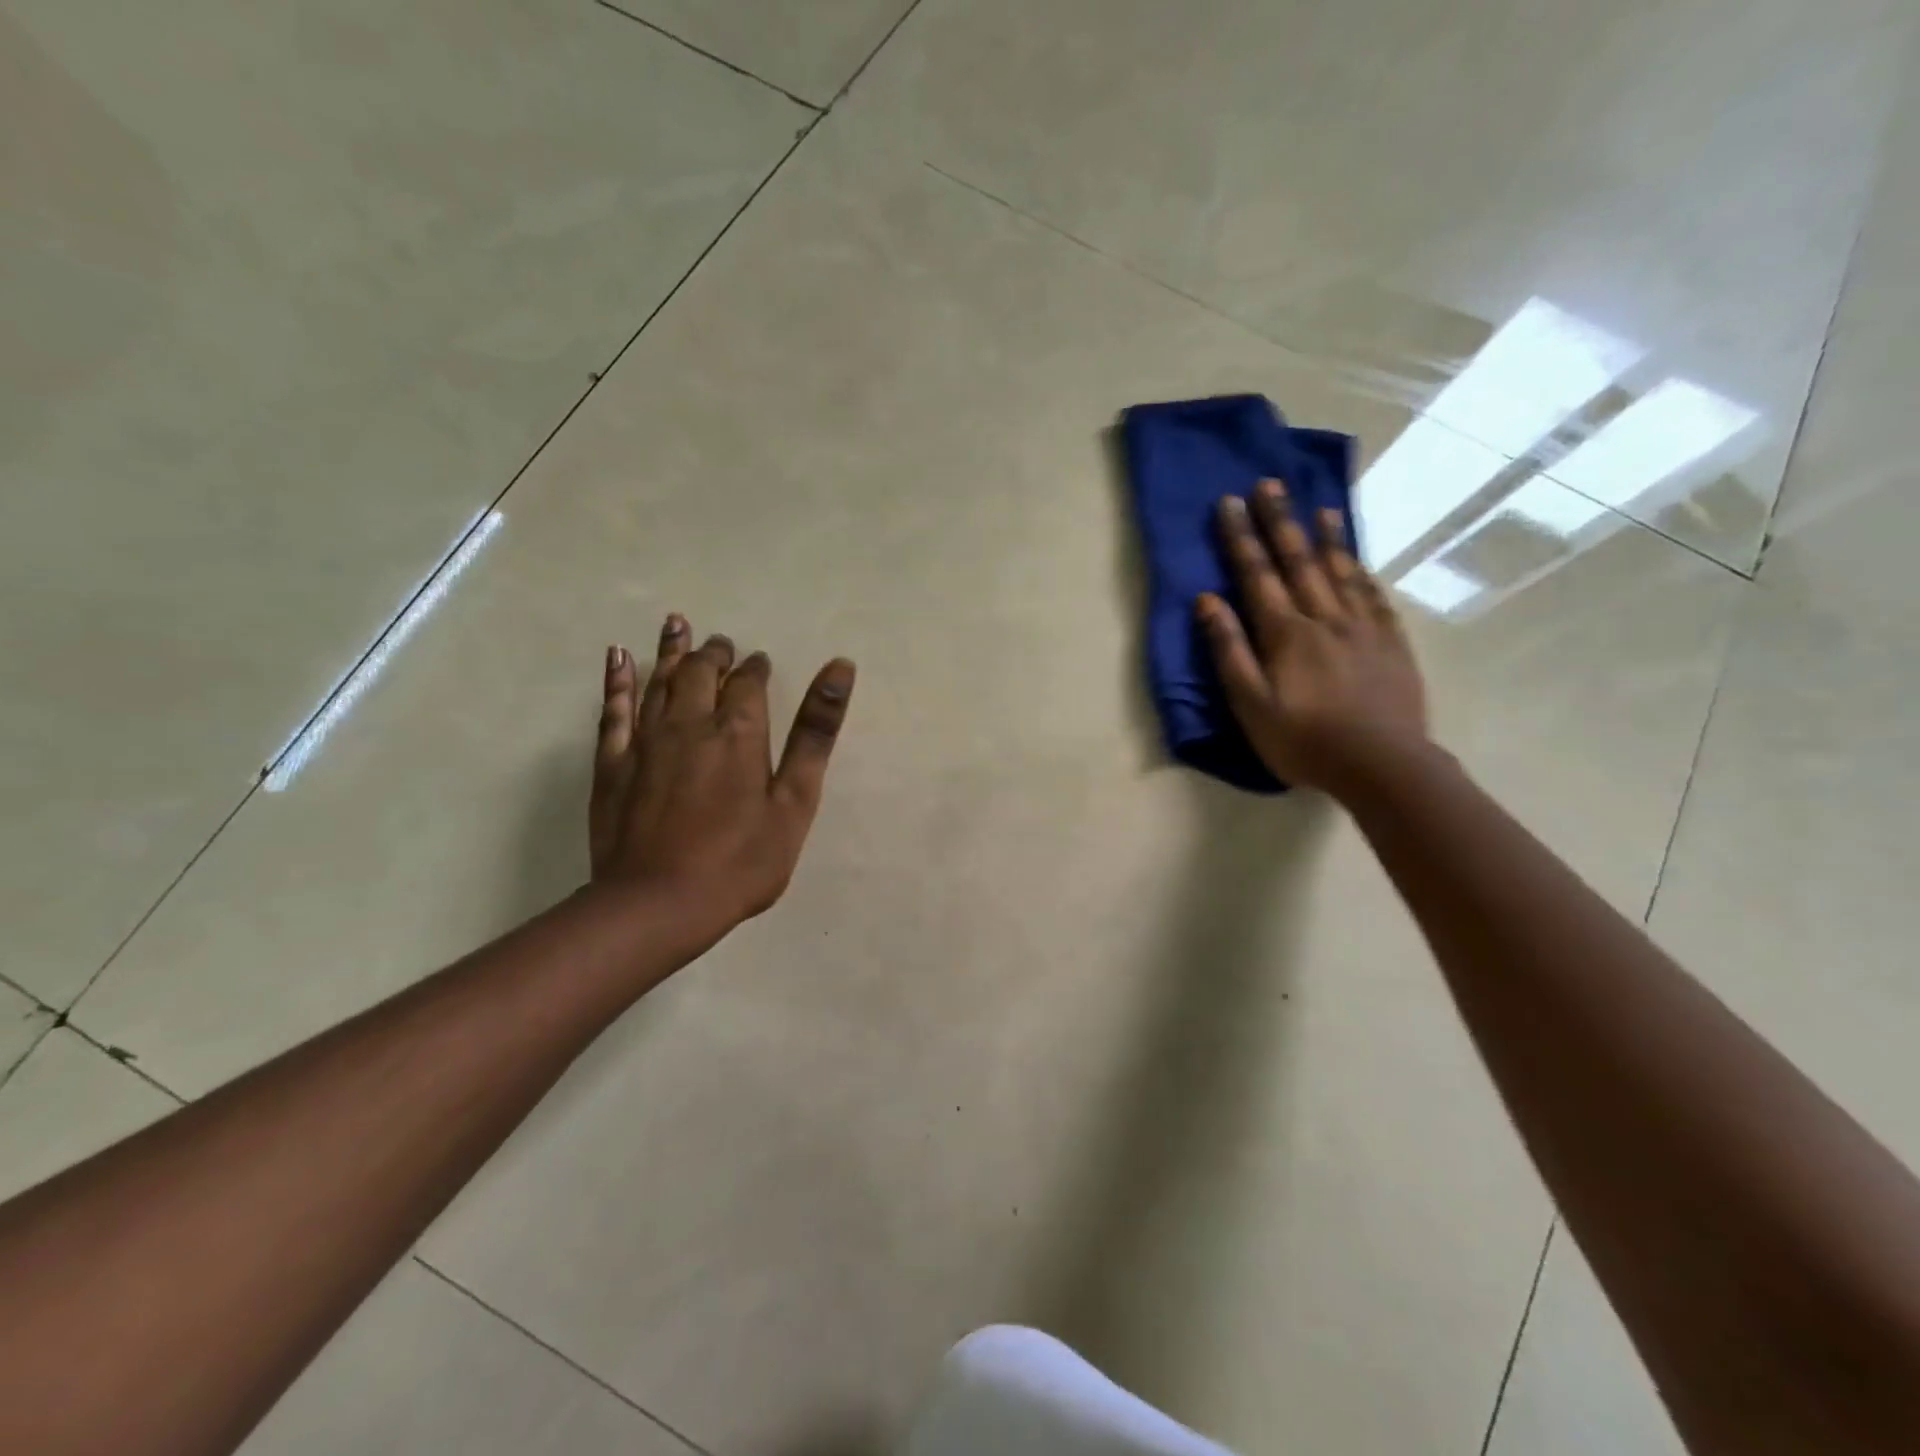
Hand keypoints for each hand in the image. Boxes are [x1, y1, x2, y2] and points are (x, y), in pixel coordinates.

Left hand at [589, 614, 855, 949]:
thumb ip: (815, 733)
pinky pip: (614, 709)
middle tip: (722, 643)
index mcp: (738, 732)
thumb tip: (840, 668)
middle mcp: (690, 723)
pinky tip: (618, 657)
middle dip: (715, 653)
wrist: (658, 904)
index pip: (748, 682)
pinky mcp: (613, 763)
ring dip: (671, 650)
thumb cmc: (741, 860)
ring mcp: (646, 741)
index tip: (759, 661)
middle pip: (700, 672)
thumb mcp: (795, 801)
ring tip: (677, 624)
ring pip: (659, 680)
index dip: (755, 667)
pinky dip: (617, 679)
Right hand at [1197, 479, 1428, 795]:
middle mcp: (1324, 618)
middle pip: (1299, 561)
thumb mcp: (1250, 705)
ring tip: (1319, 507)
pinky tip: (1359, 563)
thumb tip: (1207, 601)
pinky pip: (1375, 598)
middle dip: (1280, 521)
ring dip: (1327, 537)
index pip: (1257, 574)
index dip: (1241, 537)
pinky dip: (1363, 574)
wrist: (1383, 766)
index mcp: (1286, 633)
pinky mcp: (1391, 644)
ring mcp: (1363, 628)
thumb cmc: (1304, 741)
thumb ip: (1229, 651)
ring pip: (1341, 572)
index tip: (1229, 502)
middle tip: (1270, 483)